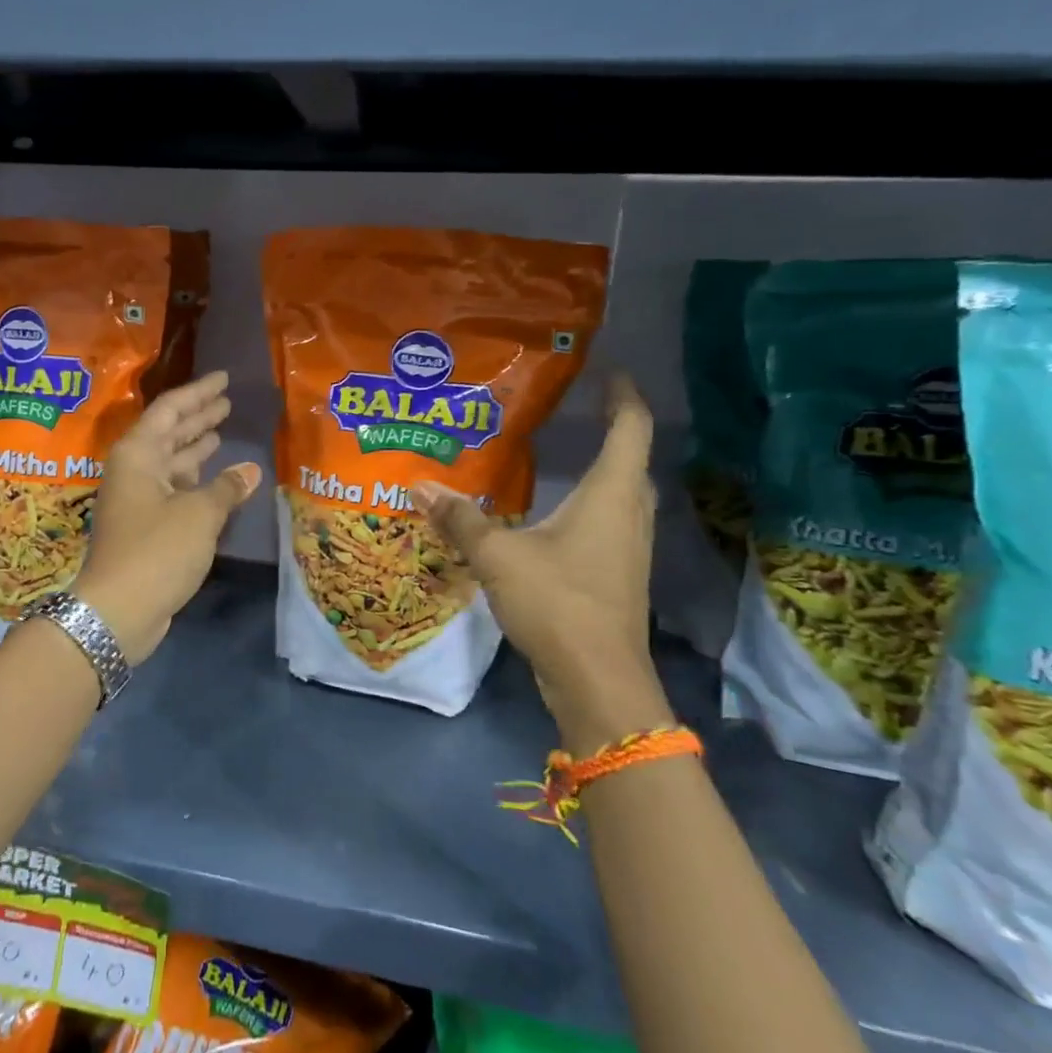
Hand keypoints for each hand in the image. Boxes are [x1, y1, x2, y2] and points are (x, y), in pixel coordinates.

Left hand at [73, 371, 263, 664]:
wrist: (118, 610)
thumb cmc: (157, 550)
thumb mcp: (199, 514)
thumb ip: (226, 488)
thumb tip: (250, 469)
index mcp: (138, 455)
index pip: (170, 410)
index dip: (199, 392)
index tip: (224, 378)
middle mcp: (133, 470)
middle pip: (168, 433)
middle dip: (198, 417)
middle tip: (227, 401)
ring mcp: (136, 499)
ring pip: (170, 462)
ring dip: (195, 447)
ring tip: (221, 431)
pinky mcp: (144, 525)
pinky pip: (173, 489)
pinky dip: (194, 480)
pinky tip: (215, 478)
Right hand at [411, 374, 673, 753]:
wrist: (596, 679)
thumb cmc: (557, 602)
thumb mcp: (498, 555)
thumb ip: (460, 519)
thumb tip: (419, 486)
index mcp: (610, 495)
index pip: (630, 429)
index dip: (623, 397)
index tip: (611, 373)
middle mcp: (628, 515)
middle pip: (632, 461)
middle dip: (613, 431)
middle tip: (576, 412)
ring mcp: (628, 549)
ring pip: (622, 495)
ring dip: (602, 471)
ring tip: (563, 454)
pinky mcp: (617, 576)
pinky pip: (608, 523)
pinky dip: (589, 506)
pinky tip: (555, 515)